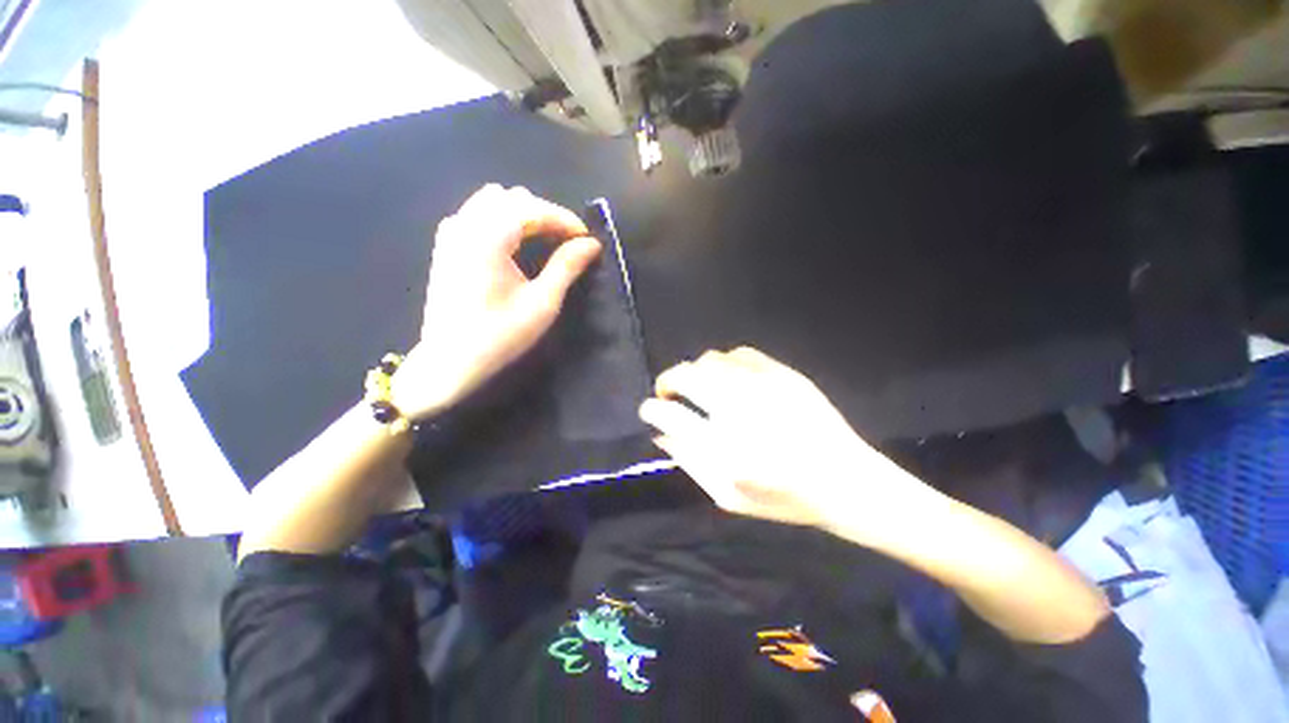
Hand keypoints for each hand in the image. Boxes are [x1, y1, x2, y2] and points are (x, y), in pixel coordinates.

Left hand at [393, 185, 601, 419]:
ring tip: (544, 242)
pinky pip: (477, 213)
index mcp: (487, 237)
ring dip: (524, 215)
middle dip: (545, 215)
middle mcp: (465, 224)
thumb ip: (566, 267)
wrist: (450, 361)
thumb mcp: (542, 303)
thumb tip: (591, 244)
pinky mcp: (445, 244)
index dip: (564, 219)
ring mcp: (451, 232)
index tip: (587, 239)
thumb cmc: (500, 336)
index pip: (532, 208)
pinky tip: (514, 245)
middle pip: (512, 198)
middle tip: (567, 243)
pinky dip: (502, 220)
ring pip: (493, 201)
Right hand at [639, 347, 940, 542]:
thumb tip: (660, 435)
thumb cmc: (785, 498)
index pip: (669, 415)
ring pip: (710, 360)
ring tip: (701, 388)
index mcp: (723, 447)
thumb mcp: (729, 496)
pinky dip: (725, 363)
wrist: (847, 481)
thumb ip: (690, 462)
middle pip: (685, 376)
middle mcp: (739, 408)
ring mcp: (763, 385)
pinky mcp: (783, 373)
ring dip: (696, 372)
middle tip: (668, 394)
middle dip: (667, 382)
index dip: (652, 409)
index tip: (650, 409)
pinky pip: (740, 353)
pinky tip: (730, 378)